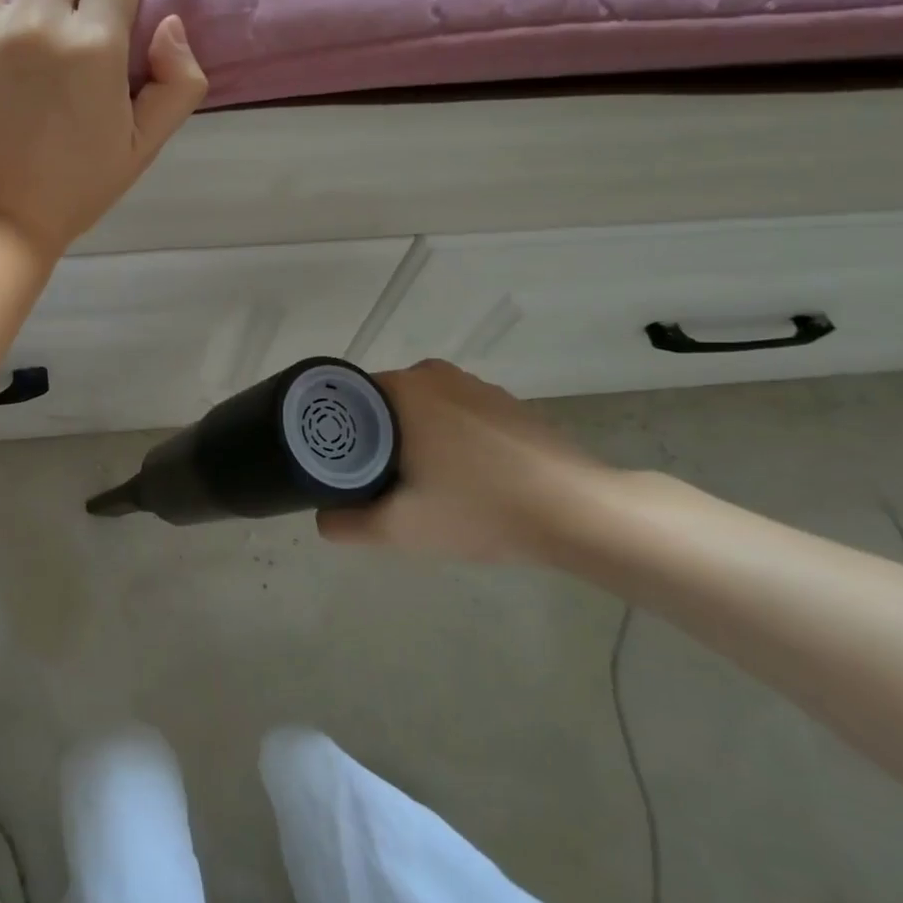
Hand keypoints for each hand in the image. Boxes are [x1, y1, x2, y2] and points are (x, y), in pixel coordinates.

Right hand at [318, 361, 613, 562]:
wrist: (579, 513)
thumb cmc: (480, 509)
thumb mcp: (400, 529)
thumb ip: (346, 524)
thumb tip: (323, 518)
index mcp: (403, 389)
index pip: (347, 398)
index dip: (337, 432)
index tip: (339, 467)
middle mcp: (434, 374)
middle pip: (383, 404)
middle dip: (374, 439)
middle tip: (374, 483)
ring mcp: (476, 386)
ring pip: (421, 409)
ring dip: (412, 438)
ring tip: (419, 483)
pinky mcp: (507, 403)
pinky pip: (456, 414)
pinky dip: (448, 438)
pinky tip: (464, 478)